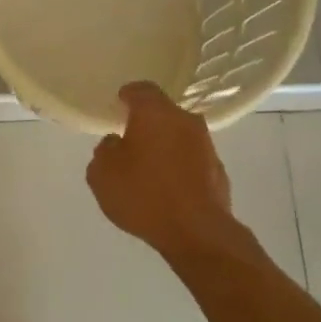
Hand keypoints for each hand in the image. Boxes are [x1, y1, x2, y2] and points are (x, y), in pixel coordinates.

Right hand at [87, 82, 237, 256]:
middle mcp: (185, 121)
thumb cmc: (143, 194)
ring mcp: (206, 145)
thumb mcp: (102, 174)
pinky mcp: (218, 170)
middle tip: (129, 138)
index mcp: (155, 113)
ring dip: (165, 145)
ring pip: (180, 135)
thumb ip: (105, 151)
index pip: (141, 89)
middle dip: (147, 122)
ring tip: (148, 167)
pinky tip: (167, 187)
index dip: (127, 95)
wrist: (196, 232)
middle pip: (164, 112)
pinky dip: (179, 166)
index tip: (119, 104)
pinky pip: (192, 159)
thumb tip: (115, 143)